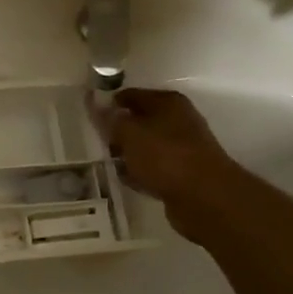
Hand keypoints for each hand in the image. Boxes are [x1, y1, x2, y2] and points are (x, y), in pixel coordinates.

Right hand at [99, 88, 239, 243]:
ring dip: (127, 154)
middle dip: (117, 131)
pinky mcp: (182, 173)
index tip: (88, 117)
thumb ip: (109, 119)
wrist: (204, 198)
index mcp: (167, 103)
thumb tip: (93, 101)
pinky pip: (153, 168)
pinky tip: (125, 179)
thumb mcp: (129, 133)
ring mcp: (182, 148)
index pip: (130, 95)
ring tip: (105, 162)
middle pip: (138, 121)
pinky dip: (140, 172)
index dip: (108, 104)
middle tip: (94, 142)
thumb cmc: (165, 156)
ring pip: (145, 146)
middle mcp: (178, 120)